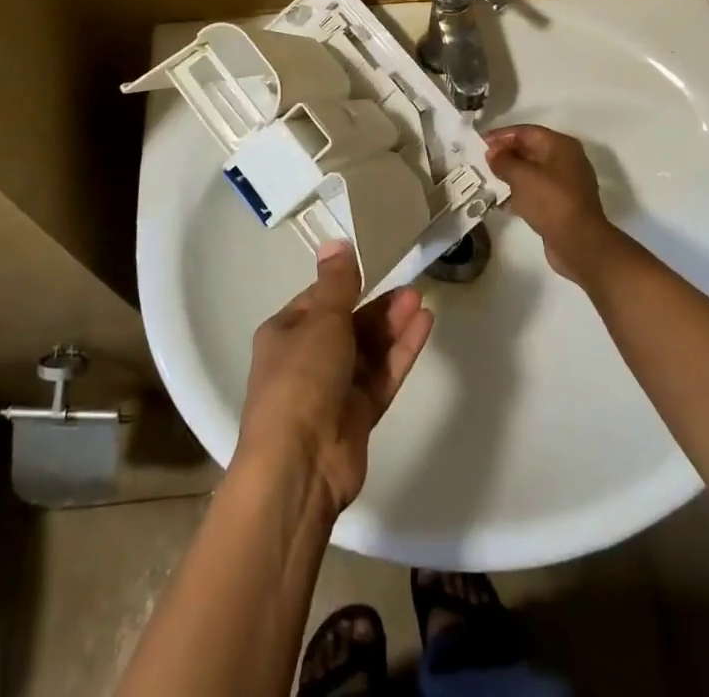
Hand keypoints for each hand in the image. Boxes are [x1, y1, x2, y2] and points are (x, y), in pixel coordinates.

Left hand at [236, 241, 433, 513]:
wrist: (299, 465)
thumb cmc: (301, 378)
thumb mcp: (320, 320)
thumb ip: (337, 283)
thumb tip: (335, 243)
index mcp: (285, 333)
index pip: (317, 300)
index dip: (345, 284)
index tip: (374, 266)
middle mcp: (306, 360)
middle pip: (347, 325)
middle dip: (377, 306)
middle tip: (410, 286)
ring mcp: (333, 390)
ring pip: (368, 350)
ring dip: (392, 326)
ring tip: (420, 300)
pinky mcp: (358, 416)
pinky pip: (382, 376)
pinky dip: (400, 353)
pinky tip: (424, 327)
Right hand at [485, 125, 622, 285]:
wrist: (580, 244)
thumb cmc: (551, 202)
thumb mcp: (522, 176)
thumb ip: (503, 161)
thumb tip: (492, 153)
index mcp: (561, 146)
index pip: (526, 132)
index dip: (501, 136)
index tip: (479, 143)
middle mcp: (565, 160)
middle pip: (529, 150)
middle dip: (504, 156)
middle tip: (480, 163)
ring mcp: (565, 184)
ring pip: (531, 172)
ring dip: (509, 176)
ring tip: (486, 181)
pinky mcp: (561, 205)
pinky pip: (535, 192)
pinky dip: (518, 194)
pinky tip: (499, 202)